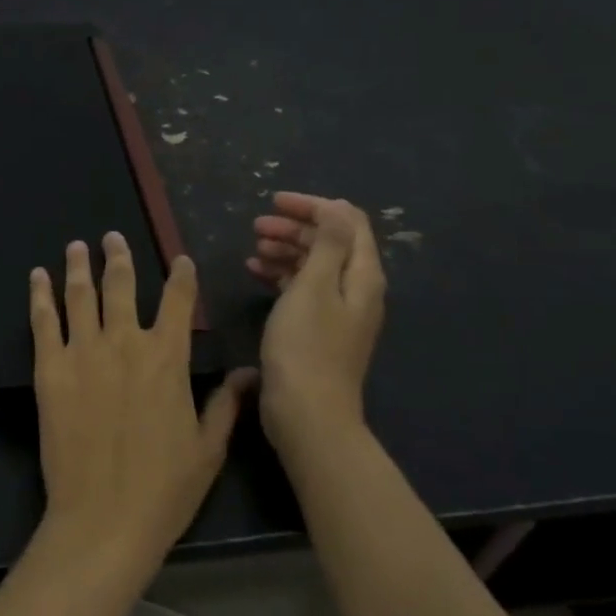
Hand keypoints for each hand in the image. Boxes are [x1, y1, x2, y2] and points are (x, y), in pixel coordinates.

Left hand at [30, 234, 254, 576]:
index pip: (179, 302)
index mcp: (167, 358)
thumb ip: (226, 404)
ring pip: (81, 295)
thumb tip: (248, 372)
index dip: (182, 277)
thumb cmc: (164, 489)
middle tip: (112, 238)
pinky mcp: (50, 369)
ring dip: (79, 266)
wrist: (103, 518)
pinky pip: (44, 321)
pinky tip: (38, 276)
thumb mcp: (208, 449)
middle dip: (119, 257)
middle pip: (122, 286)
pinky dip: (40, 295)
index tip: (180, 260)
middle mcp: (125, 343)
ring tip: (78, 246)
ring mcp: (83, 353)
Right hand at [246, 193, 385, 459]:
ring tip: (254, 247)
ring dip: (286, 249)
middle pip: (330, 242)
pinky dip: (281, 274)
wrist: (307, 413)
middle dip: (296, 227)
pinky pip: (303, 288)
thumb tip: (336, 207)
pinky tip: (255, 272)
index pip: (347, 222)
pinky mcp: (318, 328)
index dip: (314, 205)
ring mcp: (338, 310)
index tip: (275, 201)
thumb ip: (327, 244)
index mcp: (362, 275)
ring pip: (314, 264)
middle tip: (257, 226)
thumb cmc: (306, 346)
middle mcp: (356, 289)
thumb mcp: (314, 287)